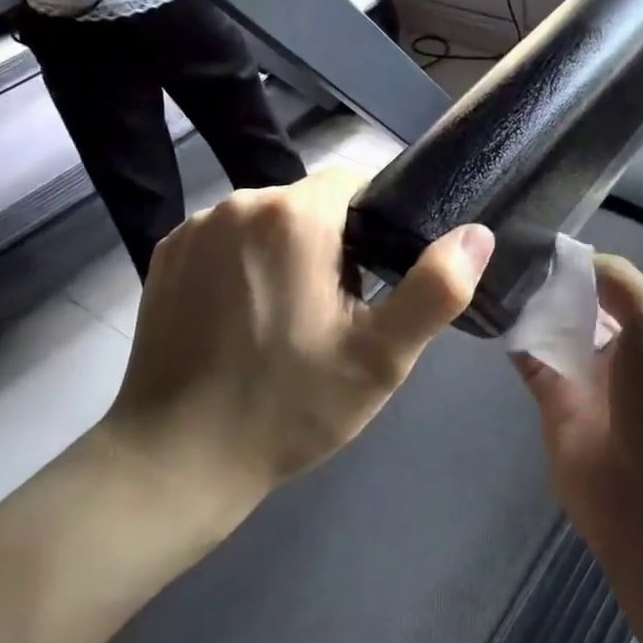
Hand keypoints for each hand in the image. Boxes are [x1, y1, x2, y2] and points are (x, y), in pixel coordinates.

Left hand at [102, 166, 493, 494]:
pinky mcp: (165, 255)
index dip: (378, 222)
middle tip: (343, 311)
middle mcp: (238, 203)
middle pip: (311, 202)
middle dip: (336, 241)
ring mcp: (193, 228)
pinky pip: (227, 239)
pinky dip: (246, 262)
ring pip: (269, 219)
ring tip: (294, 317)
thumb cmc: (289, 407)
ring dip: (290, 250)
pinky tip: (245, 318)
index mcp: (293, 216)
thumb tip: (477, 234)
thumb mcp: (381, 356)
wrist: (176, 461)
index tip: (381, 275)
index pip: (355, 181)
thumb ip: (437, 289)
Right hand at [515, 255, 642, 539]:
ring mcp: (586, 378)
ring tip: (494, 275)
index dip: (579, 263)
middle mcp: (621, 349)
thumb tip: (574, 257)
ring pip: (553, 330)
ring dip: (530, 308)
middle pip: (580, 303)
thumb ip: (619, 283)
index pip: (612, 281)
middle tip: (506, 254)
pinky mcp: (555, 406)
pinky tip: (494, 315)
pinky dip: (516, 341)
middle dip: (551, 282)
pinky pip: (532, 362)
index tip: (537, 241)